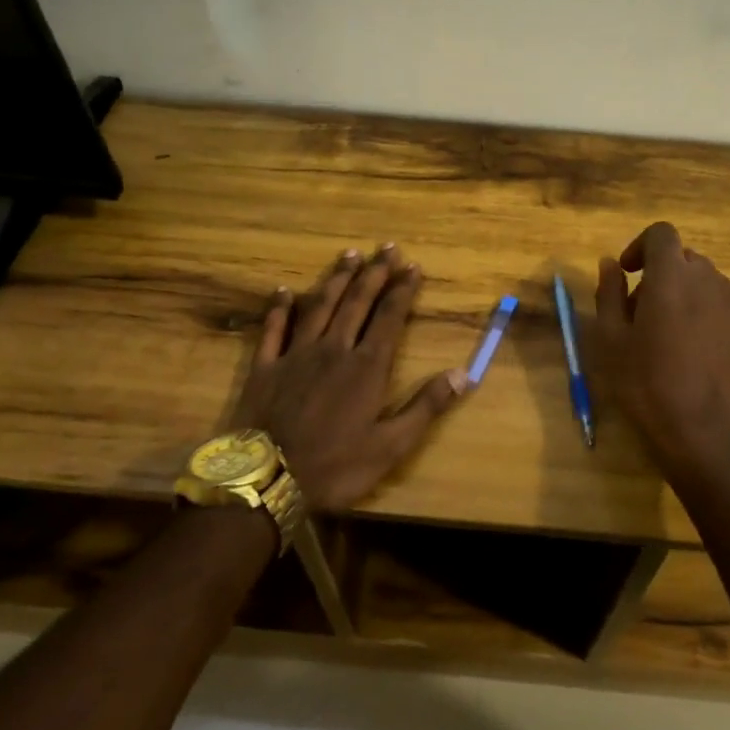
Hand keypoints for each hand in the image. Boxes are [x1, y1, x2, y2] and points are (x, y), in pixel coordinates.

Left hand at [227, 244, 468, 512]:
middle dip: (374, 273)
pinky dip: (280, 308)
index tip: (413, 266)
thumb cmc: (335, 467)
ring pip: (320, 306)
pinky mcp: (265, 367)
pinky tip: (284, 291)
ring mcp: (296, 354)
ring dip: (336, 279)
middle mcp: (334, 349)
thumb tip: (464, 374)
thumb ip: (426, 407)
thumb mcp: (391, 446)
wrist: (266, 482)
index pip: (390, 317)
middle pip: (357, 302)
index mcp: (366, 367)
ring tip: (349, 254)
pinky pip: (273, 329)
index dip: (402, 290)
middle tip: (387, 247)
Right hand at [594, 222, 729, 474]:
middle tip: (637, 312)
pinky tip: (687, 351)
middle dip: (658, 274)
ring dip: (680, 292)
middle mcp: (707, 279)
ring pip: (702, 281)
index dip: (640, 246)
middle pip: (682, 258)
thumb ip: (608, 293)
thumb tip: (610, 264)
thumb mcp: (609, 339)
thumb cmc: (646, 382)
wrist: (703, 431)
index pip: (661, 233)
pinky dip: (700, 312)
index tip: (626, 273)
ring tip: (662, 333)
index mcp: (671, 275)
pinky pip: (718, 305)